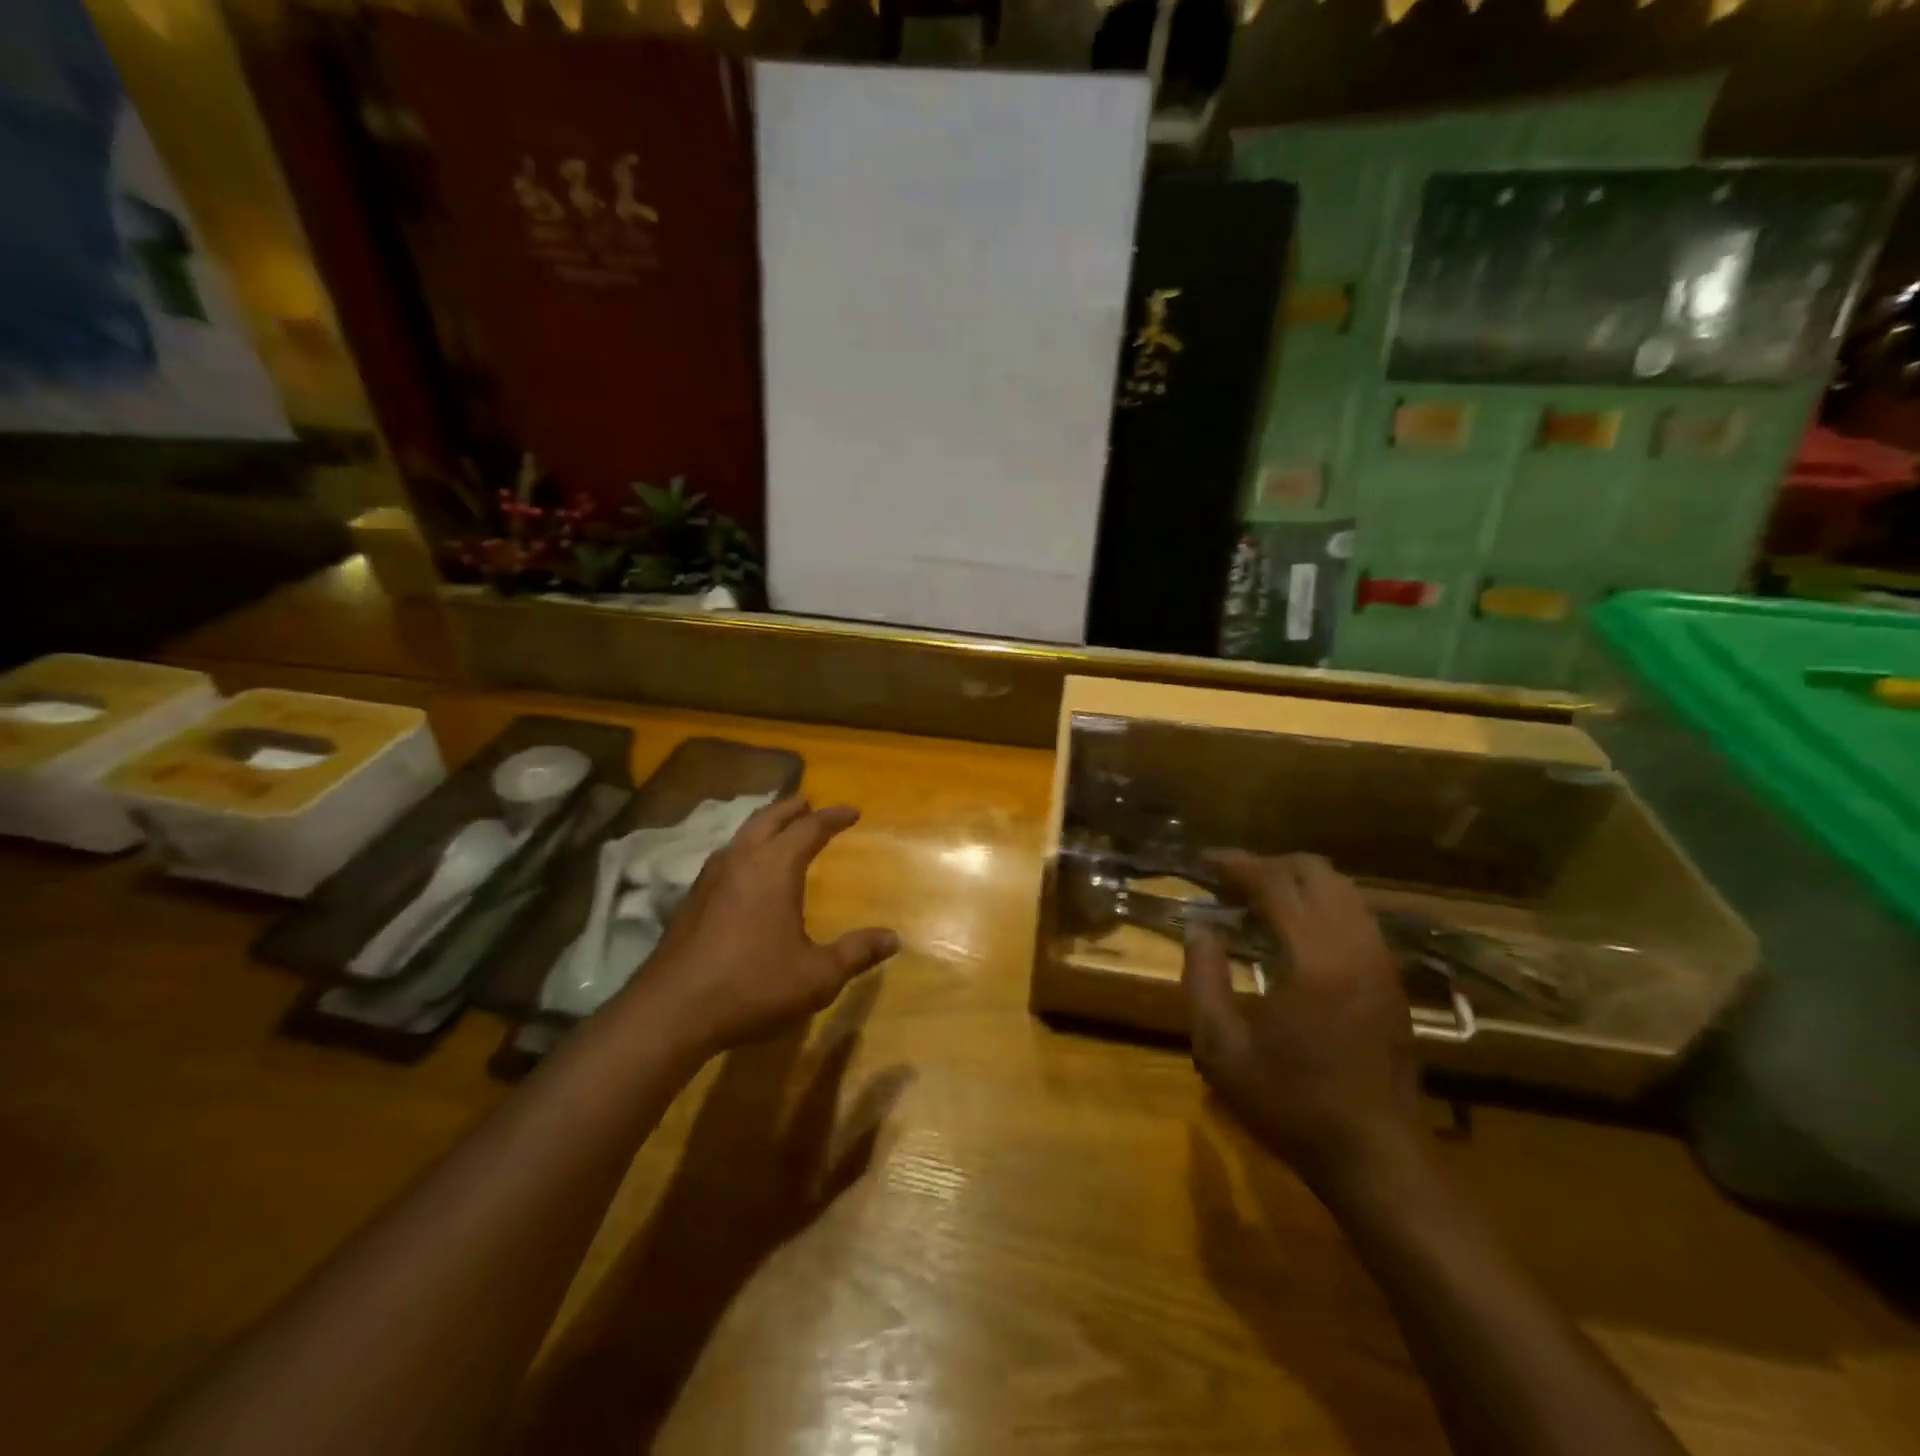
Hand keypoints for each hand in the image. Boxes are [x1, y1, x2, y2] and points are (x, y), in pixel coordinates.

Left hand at [633, 797, 899, 1057]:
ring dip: (763, 824)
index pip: (809, 829)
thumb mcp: (816, 976)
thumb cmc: (752, 986)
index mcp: (774, 868)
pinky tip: (743, 870)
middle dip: (792, 808)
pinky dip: (743, 848)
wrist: (672, 1011)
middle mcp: (741, 861)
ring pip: (741, 835)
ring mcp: (709, 879)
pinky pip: (724, 857)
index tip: (853, 811)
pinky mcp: (690, 900)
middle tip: (809, 803)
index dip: (833, 817)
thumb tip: (893, 938)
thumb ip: (855, 953)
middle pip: (768, 819)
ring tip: (777, 828)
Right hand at [1183, 852, 1421, 1192]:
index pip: (1276, 883)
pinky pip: (1356, 916)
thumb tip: (1199, 928)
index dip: (1236, 864)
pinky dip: (1320, 905)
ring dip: (1297, 883)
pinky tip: (1293, 932)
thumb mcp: (1221, 1049)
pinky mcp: (1391, 980)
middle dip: (1269, 865)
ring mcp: (1381, 962)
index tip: (1204, 862)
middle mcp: (1355, 947)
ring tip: (1256, 901)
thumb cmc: (1291, 1105)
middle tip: (1229, 882)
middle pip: (1317, 872)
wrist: (1376, 1159)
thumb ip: (1202, 978)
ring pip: (1343, 890)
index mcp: (1314, 960)